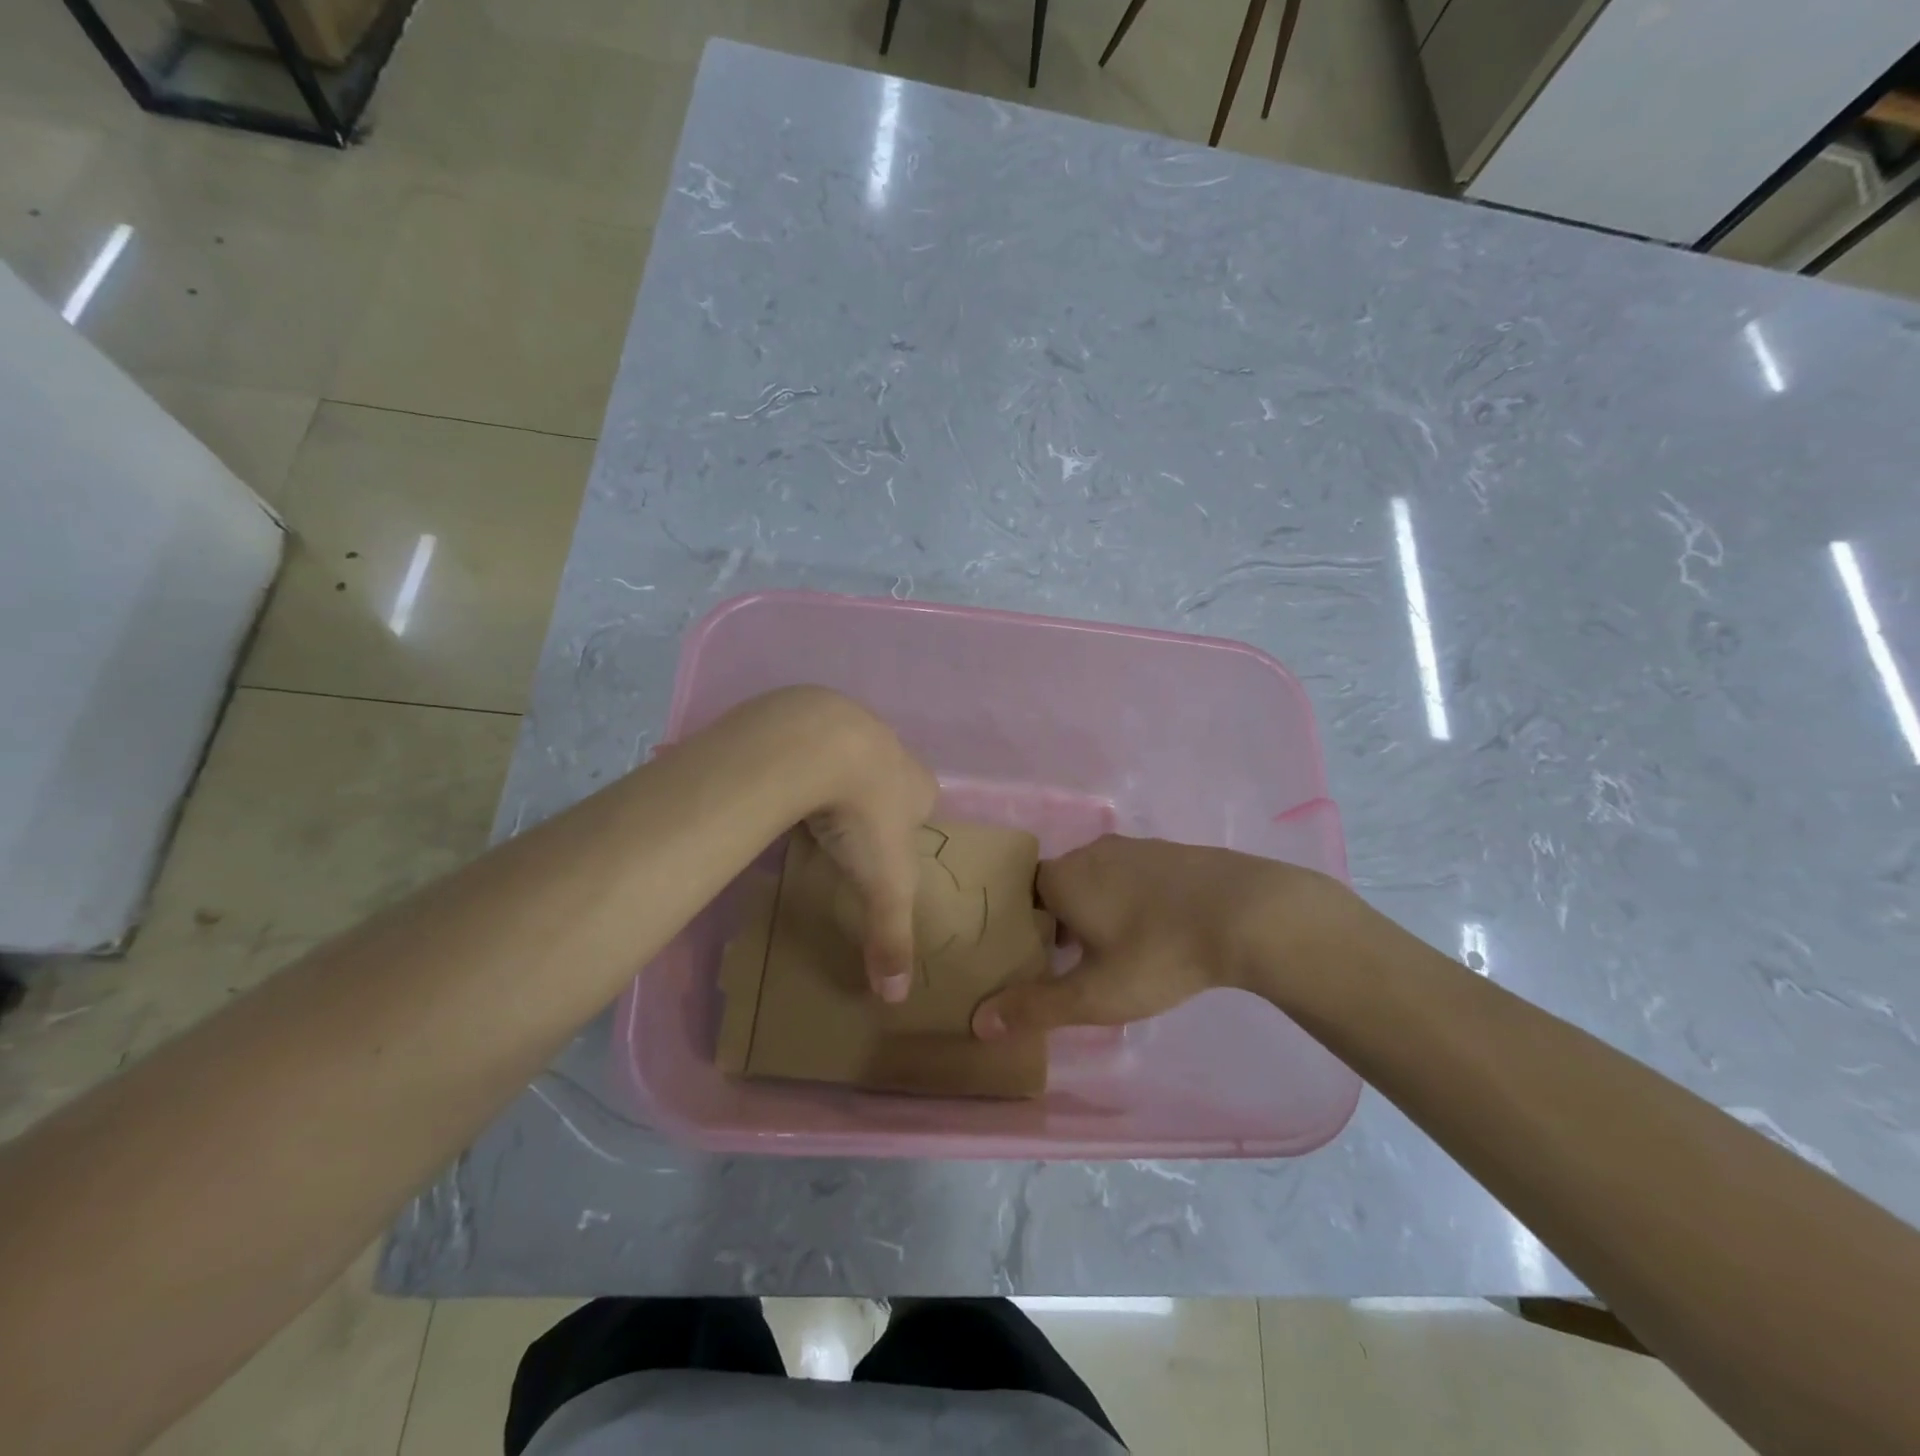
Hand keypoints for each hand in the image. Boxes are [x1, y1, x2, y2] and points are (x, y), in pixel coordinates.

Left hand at [789, 693, 938, 1003]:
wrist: (815, 745)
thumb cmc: (864, 815)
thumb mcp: (885, 885)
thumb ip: (891, 936)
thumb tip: (895, 998)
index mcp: (917, 783)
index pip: (924, 801)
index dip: (909, 824)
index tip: (884, 848)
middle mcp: (890, 748)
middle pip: (886, 776)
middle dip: (871, 798)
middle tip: (845, 830)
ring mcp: (847, 724)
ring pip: (845, 755)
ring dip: (832, 776)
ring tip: (808, 807)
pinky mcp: (804, 716)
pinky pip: (803, 743)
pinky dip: (794, 761)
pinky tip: (777, 781)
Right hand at [971, 835, 1347, 1037]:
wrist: (1246, 912)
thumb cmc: (1157, 952)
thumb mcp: (1094, 995)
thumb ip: (1035, 1008)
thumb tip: (979, 1023)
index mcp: (1062, 877)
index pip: (1021, 894)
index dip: (1021, 927)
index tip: (1030, 960)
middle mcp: (1091, 852)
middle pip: (1058, 886)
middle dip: (1057, 922)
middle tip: (1068, 964)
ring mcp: (1134, 847)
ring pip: (1097, 880)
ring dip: (1096, 911)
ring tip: (1112, 953)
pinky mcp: (1170, 852)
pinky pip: (1133, 876)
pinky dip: (1131, 900)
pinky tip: (1154, 932)